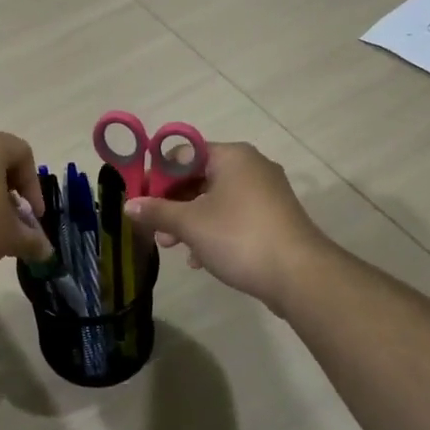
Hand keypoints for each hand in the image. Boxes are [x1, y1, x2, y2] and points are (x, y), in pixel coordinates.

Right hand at [123, 142, 332, 310]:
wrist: (300, 276)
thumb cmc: (239, 237)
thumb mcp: (190, 224)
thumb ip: (157, 211)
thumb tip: (129, 205)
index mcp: (231, 156)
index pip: (182, 154)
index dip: (156, 175)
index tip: (139, 197)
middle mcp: (250, 166)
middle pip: (198, 176)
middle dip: (171, 203)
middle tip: (153, 227)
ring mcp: (266, 193)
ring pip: (215, 199)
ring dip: (189, 221)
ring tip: (172, 246)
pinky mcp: (274, 218)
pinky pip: (233, 216)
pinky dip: (213, 231)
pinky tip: (200, 259)